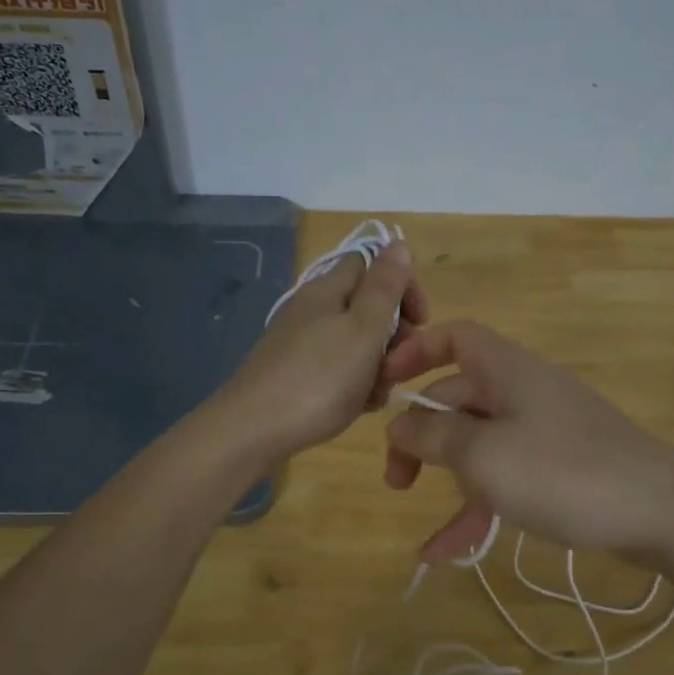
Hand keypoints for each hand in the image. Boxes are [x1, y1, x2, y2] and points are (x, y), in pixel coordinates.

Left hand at [215, 240, 428, 462]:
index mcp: (328, 290)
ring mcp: (300, 342)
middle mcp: (312, 309)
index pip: (372, 264)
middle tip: (399, 365)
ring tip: (378, 394)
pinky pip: (336, 368)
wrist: (252, 431)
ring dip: (376, 364)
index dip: (402, 286)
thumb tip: (398, 243)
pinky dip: (354, 383)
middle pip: (365, 306)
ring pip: (354, 342)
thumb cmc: (318, 379)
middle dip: (393, 334)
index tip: (421, 322)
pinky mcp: (293, 373)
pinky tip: (358, 407)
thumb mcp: (362, 329)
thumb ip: (384, 287)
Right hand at [381, 321, 673, 564]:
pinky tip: (447, 554)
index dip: (416, 352)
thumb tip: (400, 423)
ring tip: (427, 537)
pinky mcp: (560, 467)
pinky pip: (506, 477)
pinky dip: (479, 509)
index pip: (454, 337)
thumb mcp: (483, 454)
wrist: (662, 512)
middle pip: (458, 399)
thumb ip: (433, 435)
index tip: (384, 386)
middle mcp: (523, 391)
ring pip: (479, 446)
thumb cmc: (563, 471)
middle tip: (395, 481)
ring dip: (449, 485)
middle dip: (421, 438)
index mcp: (506, 369)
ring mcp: (544, 430)